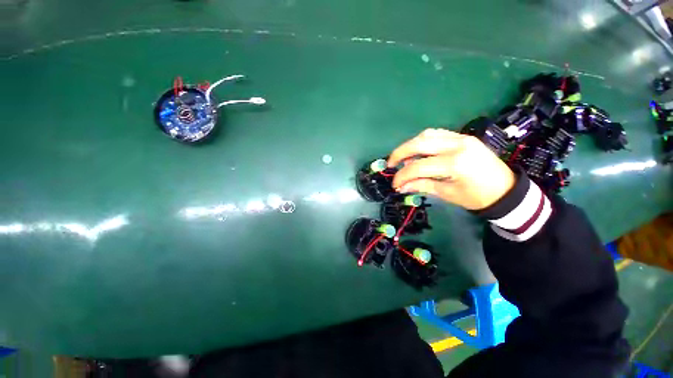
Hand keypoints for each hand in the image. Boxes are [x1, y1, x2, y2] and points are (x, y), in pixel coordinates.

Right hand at [387, 128, 515, 209]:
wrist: (506, 189)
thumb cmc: (477, 197)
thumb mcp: (447, 194)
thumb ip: (422, 186)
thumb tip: (401, 186)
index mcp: (455, 163)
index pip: (418, 166)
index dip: (402, 176)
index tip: (395, 184)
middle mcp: (457, 145)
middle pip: (419, 142)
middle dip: (400, 152)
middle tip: (390, 163)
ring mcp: (461, 138)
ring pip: (427, 134)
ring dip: (410, 145)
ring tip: (402, 158)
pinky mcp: (463, 137)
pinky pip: (437, 134)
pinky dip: (423, 141)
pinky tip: (418, 150)